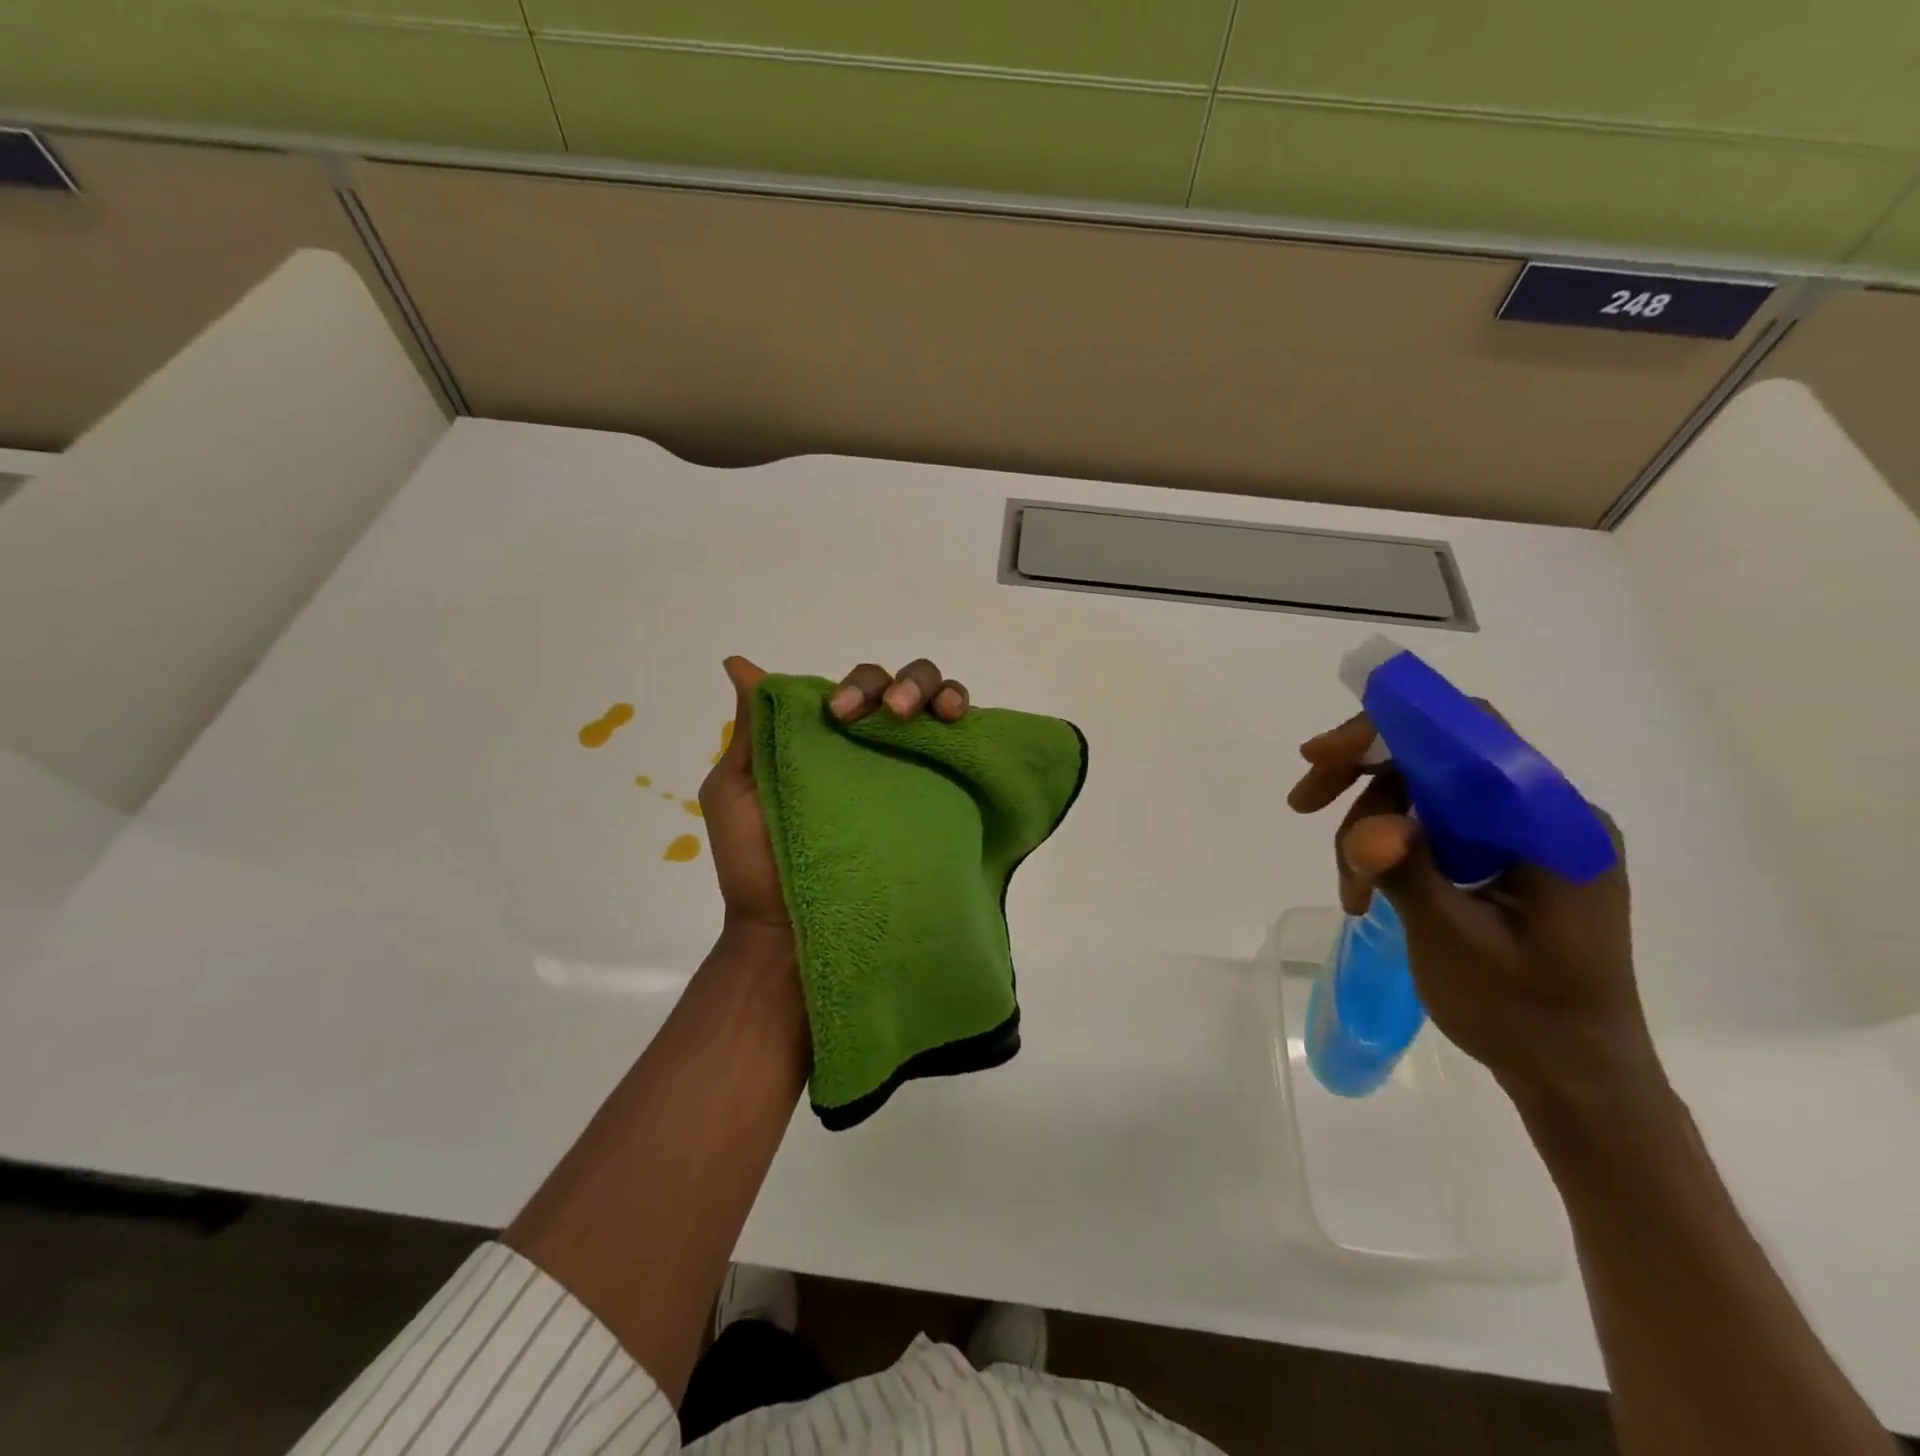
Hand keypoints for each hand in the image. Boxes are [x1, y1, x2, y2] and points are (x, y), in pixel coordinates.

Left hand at [701, 657, 972, 935]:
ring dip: (940, 696)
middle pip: (903, 689)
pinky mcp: (935, 803)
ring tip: (938, 716)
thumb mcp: (736, 790)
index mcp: (830, 739)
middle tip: (895, 713)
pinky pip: (961, 752)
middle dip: (905, 686)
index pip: (859, 687)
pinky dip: (967, 727)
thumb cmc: (754, 864)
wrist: (788, 935)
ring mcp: (908, 775)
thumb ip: (752, 729)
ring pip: (938, 709)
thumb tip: (739, 664)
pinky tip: (959, 727)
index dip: (859, 686)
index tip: (842, 713)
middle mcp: (873, 750)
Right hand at [1287, 712, 1660, 1104]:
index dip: (1387, 730)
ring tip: (1350, 892)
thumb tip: (1368, 830)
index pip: (1467, 736)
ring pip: (1424, 796)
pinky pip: (1435, 828)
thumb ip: (1408, 873)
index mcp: (1552, 823)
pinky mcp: (1506, 861)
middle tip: (1303, 806)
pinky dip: (1390, 849)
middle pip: (1436, 761)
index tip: (1319, 757)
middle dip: (1363, 784)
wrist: (1577, 1080)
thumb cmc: (1525, 1015)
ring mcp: (1525, 838)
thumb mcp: (1455, 942)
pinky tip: (1367, 891)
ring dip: (1370, 829)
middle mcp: (1543, 815)